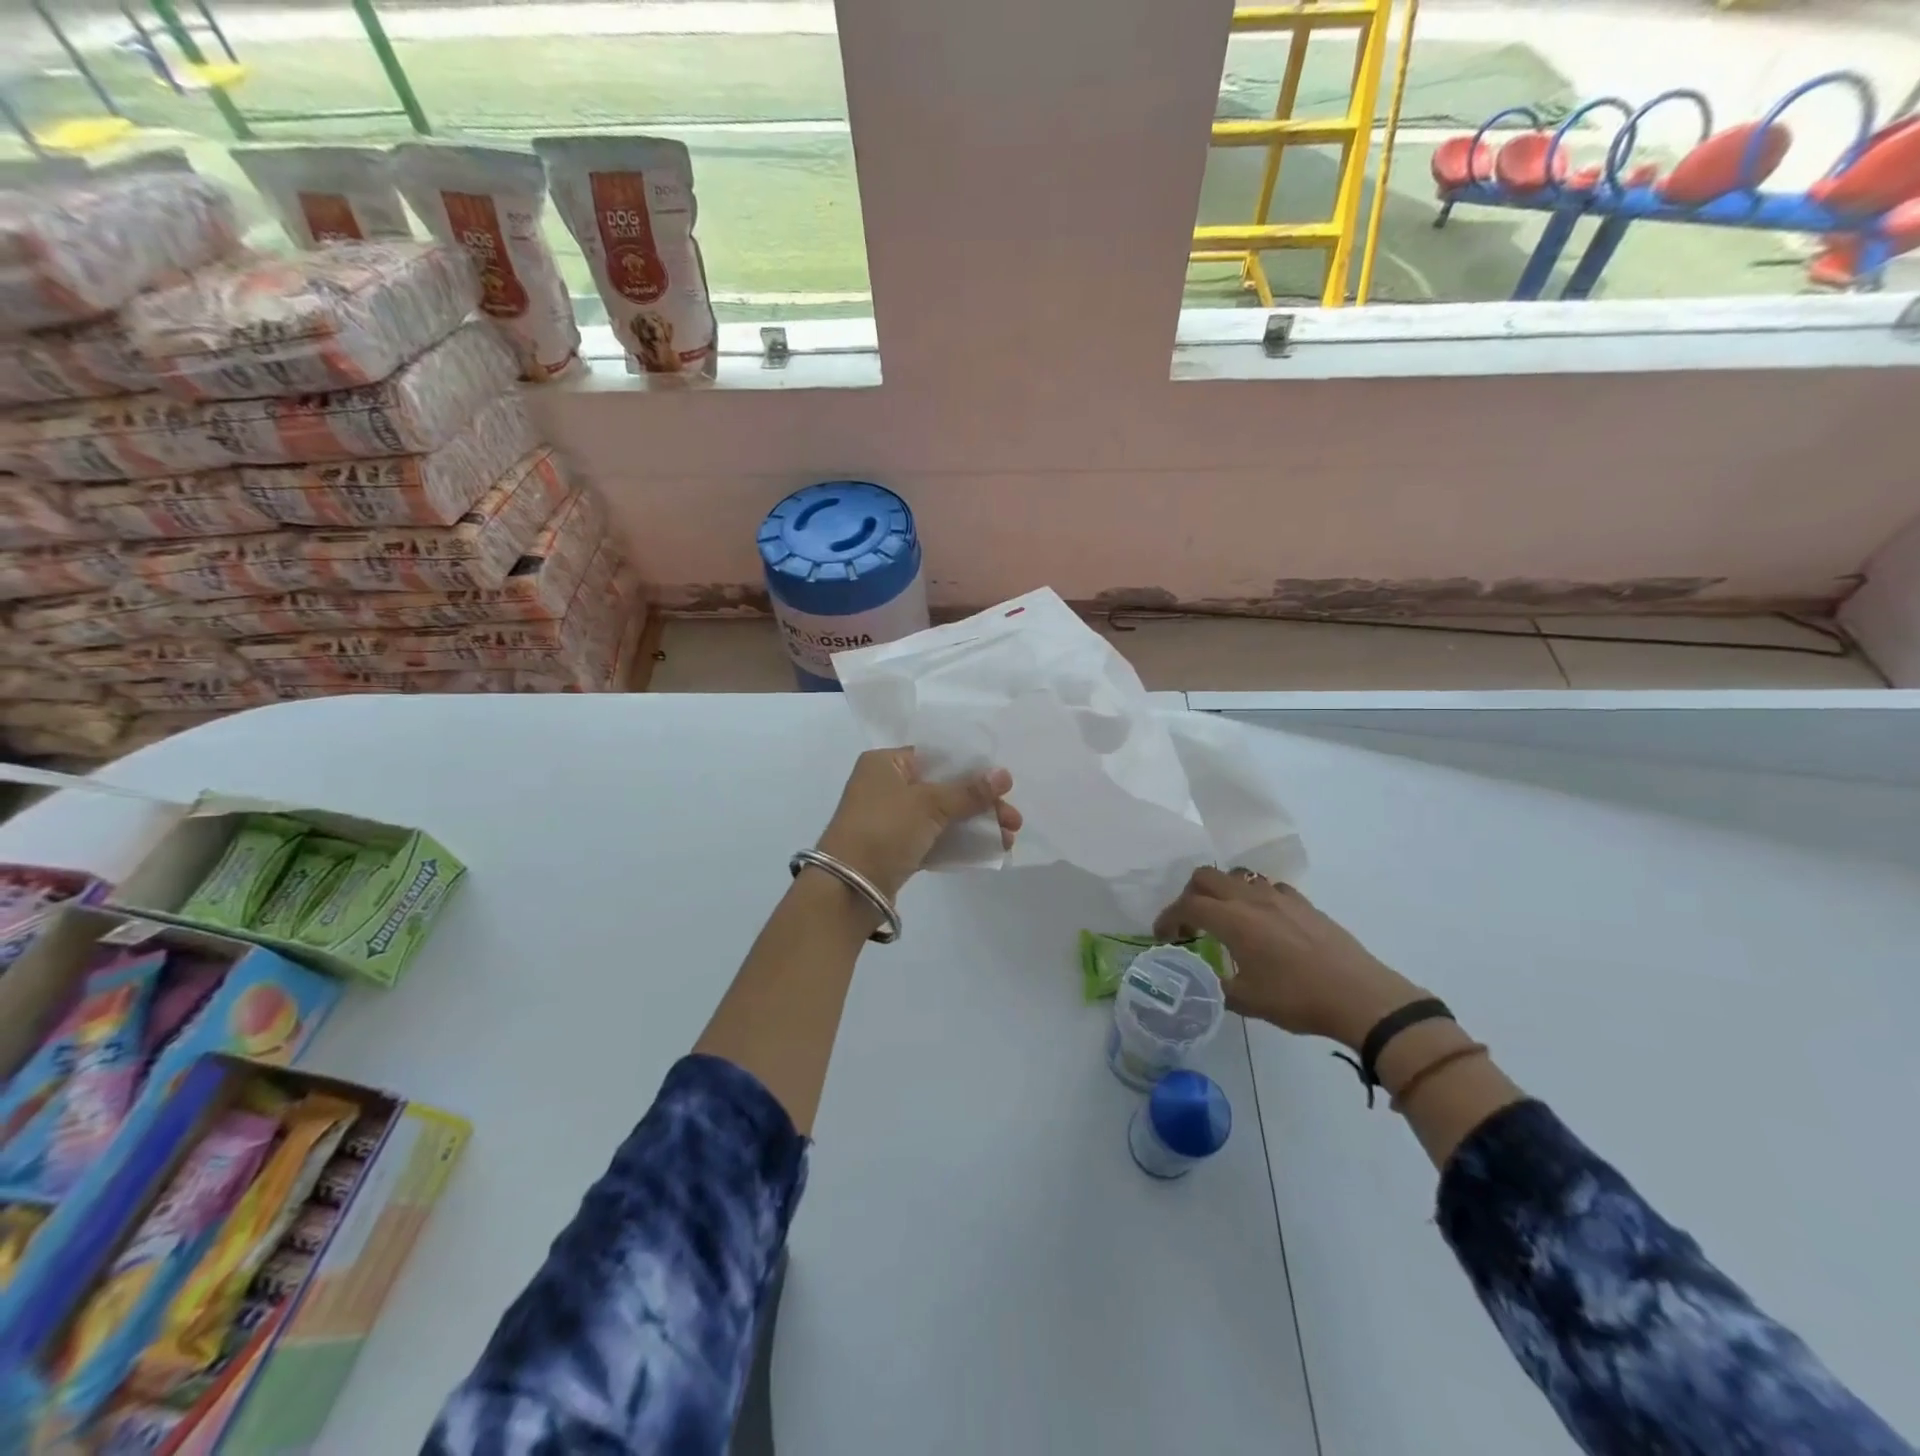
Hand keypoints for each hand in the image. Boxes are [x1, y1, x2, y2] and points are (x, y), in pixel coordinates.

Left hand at [815, 748, 1021, 901]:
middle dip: (981, 804)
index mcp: (886, 763)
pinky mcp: (895, 848)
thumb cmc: (884, 830)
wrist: (847, 888)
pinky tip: (988, 850)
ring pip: (941, 815)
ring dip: (974, 825)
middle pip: (943, 787)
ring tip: (1008, 838)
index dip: (972, 768)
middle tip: (1013, 820)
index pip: (936, 756)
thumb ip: (969, 792)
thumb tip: (1005, 775)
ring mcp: (890, 819)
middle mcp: (886, 786)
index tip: (1003, 784)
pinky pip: (933, 838)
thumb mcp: (929, 805)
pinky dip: (958, 843)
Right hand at [1153, 867, 1423, 1048]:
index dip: (1168, 918)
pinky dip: (1253, 896)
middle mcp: (1251, 899)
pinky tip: (1262, 921)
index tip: (1163, 936)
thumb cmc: (1298, 1000)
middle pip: (1206, 877)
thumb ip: (1216, 987)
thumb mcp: (1247, 1002)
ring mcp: (1280, 897)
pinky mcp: (1304, 903)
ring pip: (1237, 875)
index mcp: (1233, 921)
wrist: (1361, 997)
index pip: (1187, 905)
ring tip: (1224, 918)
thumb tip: (1202, 982)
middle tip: (1190, 923)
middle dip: (1189, 895)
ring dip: (1221, 891)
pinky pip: (1268, 886)